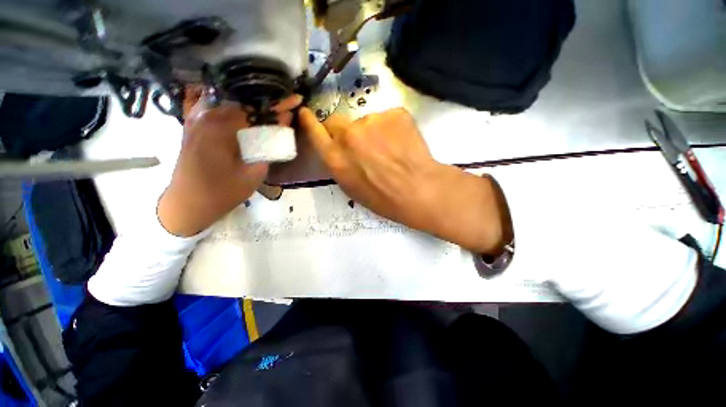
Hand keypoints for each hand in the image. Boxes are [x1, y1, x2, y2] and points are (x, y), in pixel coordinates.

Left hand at [158, 94, 301, 236]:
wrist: (188, 204)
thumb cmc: (223, 192)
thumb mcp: (254, 172)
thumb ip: (270, 146)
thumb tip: (282, 124)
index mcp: (221, 126)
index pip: (256, 108)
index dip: (278, 104)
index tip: (295, 99)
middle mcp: (205, 114)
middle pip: (241, 99)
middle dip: (265, 101)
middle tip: (284, 104)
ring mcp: (195, 117)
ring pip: (227, 99)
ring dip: (248, 101)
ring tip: (266, 105)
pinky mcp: (191, 124)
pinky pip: (211, 105)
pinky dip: (229, 104)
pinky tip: (240, 109)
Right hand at [299, 107, 511, 254]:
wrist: (420, 191)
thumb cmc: (385, 199)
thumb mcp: (353, 189)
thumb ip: (340, 165)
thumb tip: (339, 151)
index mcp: (336, 158)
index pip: (315, 132)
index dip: (310, 122)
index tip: (307, 114)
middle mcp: (348, 136)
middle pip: (337, 122)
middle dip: (346, 131)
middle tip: (363, 145)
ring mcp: (371, 121)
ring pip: (366, 121)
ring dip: (373, 132)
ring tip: (391, 150)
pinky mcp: (394, 113)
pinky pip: (387, 118)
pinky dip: (392, 128)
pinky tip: (403, 144)